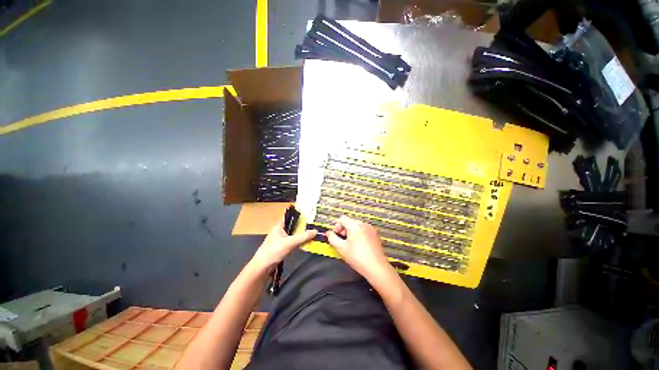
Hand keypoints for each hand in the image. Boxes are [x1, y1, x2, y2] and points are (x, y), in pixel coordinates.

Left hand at [250, 220, 316, 271]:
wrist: (262, 267)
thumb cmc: (274, 251)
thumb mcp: (290, 242)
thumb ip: (303, 237)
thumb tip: (316, 231)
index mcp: (279, 226)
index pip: (289, 216)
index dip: (297, 214)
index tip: (308, 214)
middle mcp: (279, 231)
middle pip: (292, 225)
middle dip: (301, 225)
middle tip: (313, 224)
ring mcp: (279, 239)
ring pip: (292, 234)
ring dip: (300, 234)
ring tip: (311, 232)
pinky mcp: (280, 247)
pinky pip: (291, 241)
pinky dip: (298, 241)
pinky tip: (304, 242)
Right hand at [326, 216, 392, 280]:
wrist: (376, 267)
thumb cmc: (358, 257)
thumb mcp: (341, 248)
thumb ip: (333, 238)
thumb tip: (329, 233)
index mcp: (355, 225)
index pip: (342, 219)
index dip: (336, 226)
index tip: (335, 235)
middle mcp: (364, 224)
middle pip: (350, 222)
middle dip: (344, 229)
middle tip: (342, 241)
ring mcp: (371, 229)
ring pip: (357, 226)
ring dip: (351, 232)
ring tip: (350, 244)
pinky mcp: (375, 235)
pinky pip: (364, 230)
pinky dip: (359, 234)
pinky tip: (359, 246)